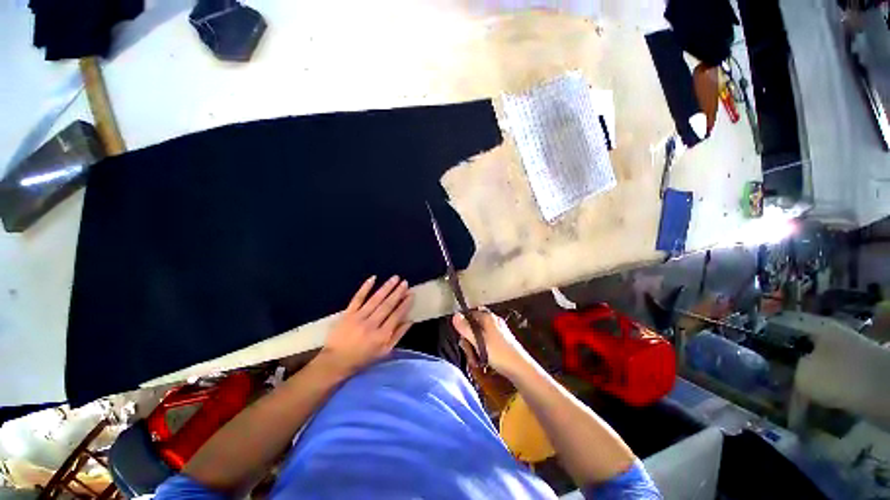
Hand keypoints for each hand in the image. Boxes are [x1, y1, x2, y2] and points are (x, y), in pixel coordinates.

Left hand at [319, 275, 412, 375]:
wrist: (335, 361)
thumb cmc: (363, 358)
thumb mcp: (384, 352)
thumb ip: (398, 335)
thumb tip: (410, 320)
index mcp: (381, 336)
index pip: (396, 316)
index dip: (405, 304)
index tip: (411, 294)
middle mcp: (371, 324)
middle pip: (387, 305)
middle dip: (398, 293)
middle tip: (405, 282)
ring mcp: (358, 317)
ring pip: (375, 299)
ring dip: (386, 287)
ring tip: (395, 278)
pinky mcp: (348, 313)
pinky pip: (358, 298)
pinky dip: (365, 287)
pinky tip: (373, 278)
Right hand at [452, 309, 534, 377]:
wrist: (520, 368)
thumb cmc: (498, 353)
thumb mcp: (478, 341)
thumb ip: (465, 328)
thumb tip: (455, 315)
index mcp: (488, 317)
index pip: (470, 314)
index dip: (463, 325)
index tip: (462, 338)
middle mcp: (494, 321)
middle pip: (475, 325)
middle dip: (469, 339)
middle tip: (469, 352)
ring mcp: (499, 331)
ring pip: (480, 335)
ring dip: (475, 347)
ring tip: (476, 359)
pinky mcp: (503, 341)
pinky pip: (487, 342)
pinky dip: (483, 350)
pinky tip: (484, 360)